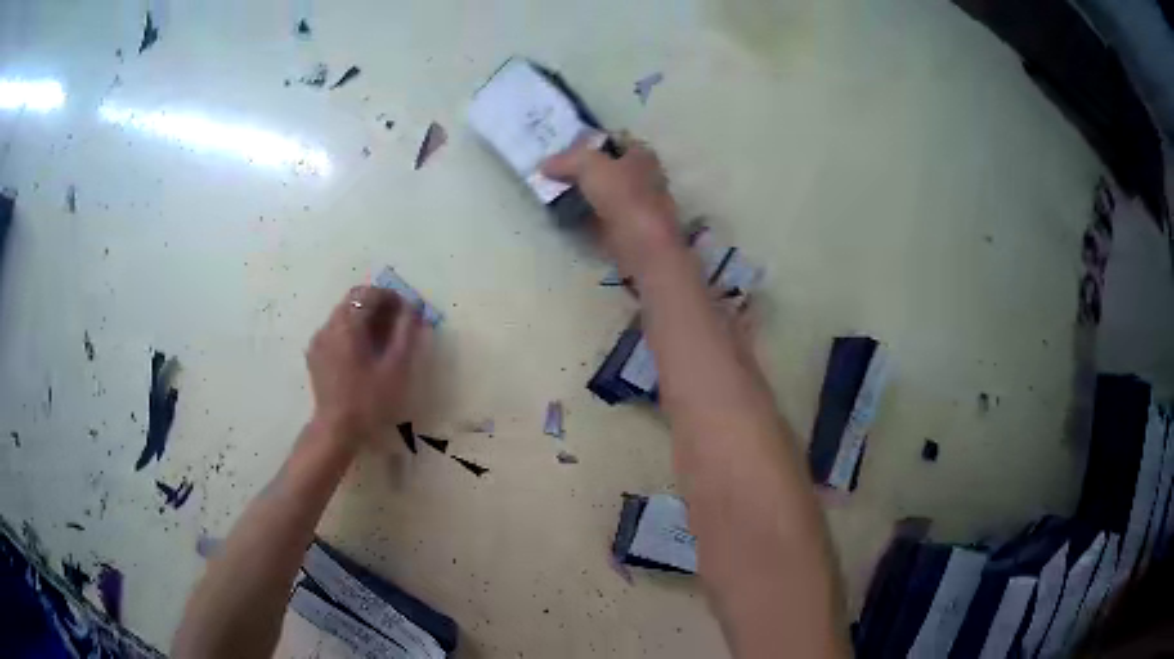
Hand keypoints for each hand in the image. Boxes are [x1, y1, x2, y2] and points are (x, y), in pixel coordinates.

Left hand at [306, 286, 423, 449]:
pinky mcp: (315, 355)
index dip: (391, 297)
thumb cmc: (369, 401)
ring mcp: (319, 340)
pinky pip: (335, 331)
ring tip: (382, 340)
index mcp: (347, 325)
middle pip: (353, 300)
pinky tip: (362, 354)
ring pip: (343, 315)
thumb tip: (413, 309)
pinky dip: (351, 331)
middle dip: (376, 304)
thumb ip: (406, 333)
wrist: (336, 430)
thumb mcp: (396, 368)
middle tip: (396, 322)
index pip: (369, 294)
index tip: (407, 312)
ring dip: (364, 318)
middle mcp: (329, 326)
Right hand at [542, 134, 681, 273]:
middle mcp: (644, 177)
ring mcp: (637, 207)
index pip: (616, 140)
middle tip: (555, 172)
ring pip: (605, 195)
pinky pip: (601, 220)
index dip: (591, 142)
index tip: (566, 149)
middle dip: (585, 171)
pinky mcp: (628, 232)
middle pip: (609, 169)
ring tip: (555, 194)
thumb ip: (567, 160)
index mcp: (642, 155)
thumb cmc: (623, 196)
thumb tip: (544, 165)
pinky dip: (585, 219)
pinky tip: (566, 218)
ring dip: (584, 196)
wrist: (642, 246)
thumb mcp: (590, 166)